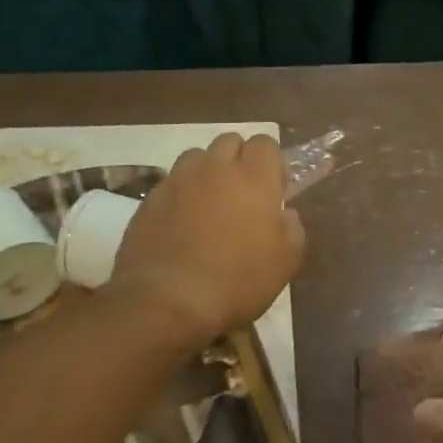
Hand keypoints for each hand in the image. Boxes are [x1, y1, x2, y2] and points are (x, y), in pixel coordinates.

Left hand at [111, 133, 305, 342]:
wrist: (168, 301)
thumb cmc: (238, 281)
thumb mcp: (286, 262)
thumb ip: (292, 228)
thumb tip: (283, 212)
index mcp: (254, 178)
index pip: (266, 143)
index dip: (272, 163)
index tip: (275, 191)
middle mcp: (215, 168)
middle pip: (230, 141)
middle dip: (239, 160)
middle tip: (244, 195)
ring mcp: (178, 181)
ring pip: (197, 158)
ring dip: (207, 173)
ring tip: (210, 205)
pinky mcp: (149, 200)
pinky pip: (171, 184)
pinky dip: (182, 195)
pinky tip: (183, 226)